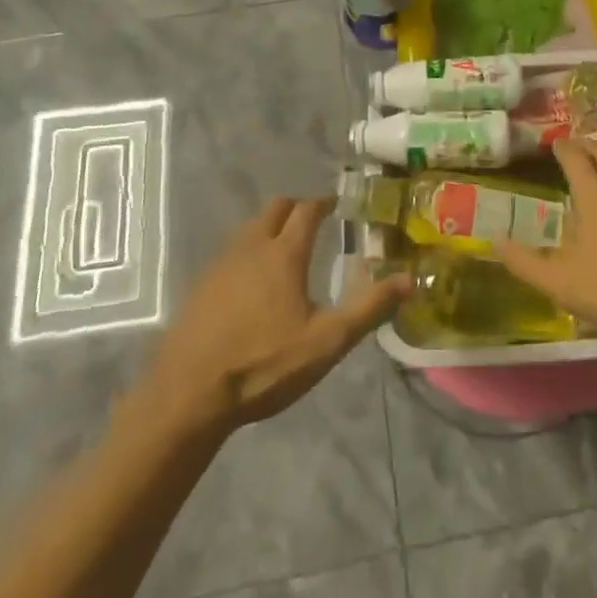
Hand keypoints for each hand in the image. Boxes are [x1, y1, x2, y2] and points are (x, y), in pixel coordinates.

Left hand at [141, 198, 411, 438]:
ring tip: (285, 248)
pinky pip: (230, 252)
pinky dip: (248, 251)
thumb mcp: (326, 342)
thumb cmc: (264, 364)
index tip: (336, 203)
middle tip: (313, 220)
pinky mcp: (200, 285)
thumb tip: (409, 280)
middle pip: (275, 208)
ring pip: (249, 228)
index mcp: (284, 253)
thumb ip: (369, 308)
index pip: (307, 210)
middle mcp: (251, 247)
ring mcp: (220, 264)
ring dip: (270, 227)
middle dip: (296, 208)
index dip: (324, 202)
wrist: (187, 394)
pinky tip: (252, 282)